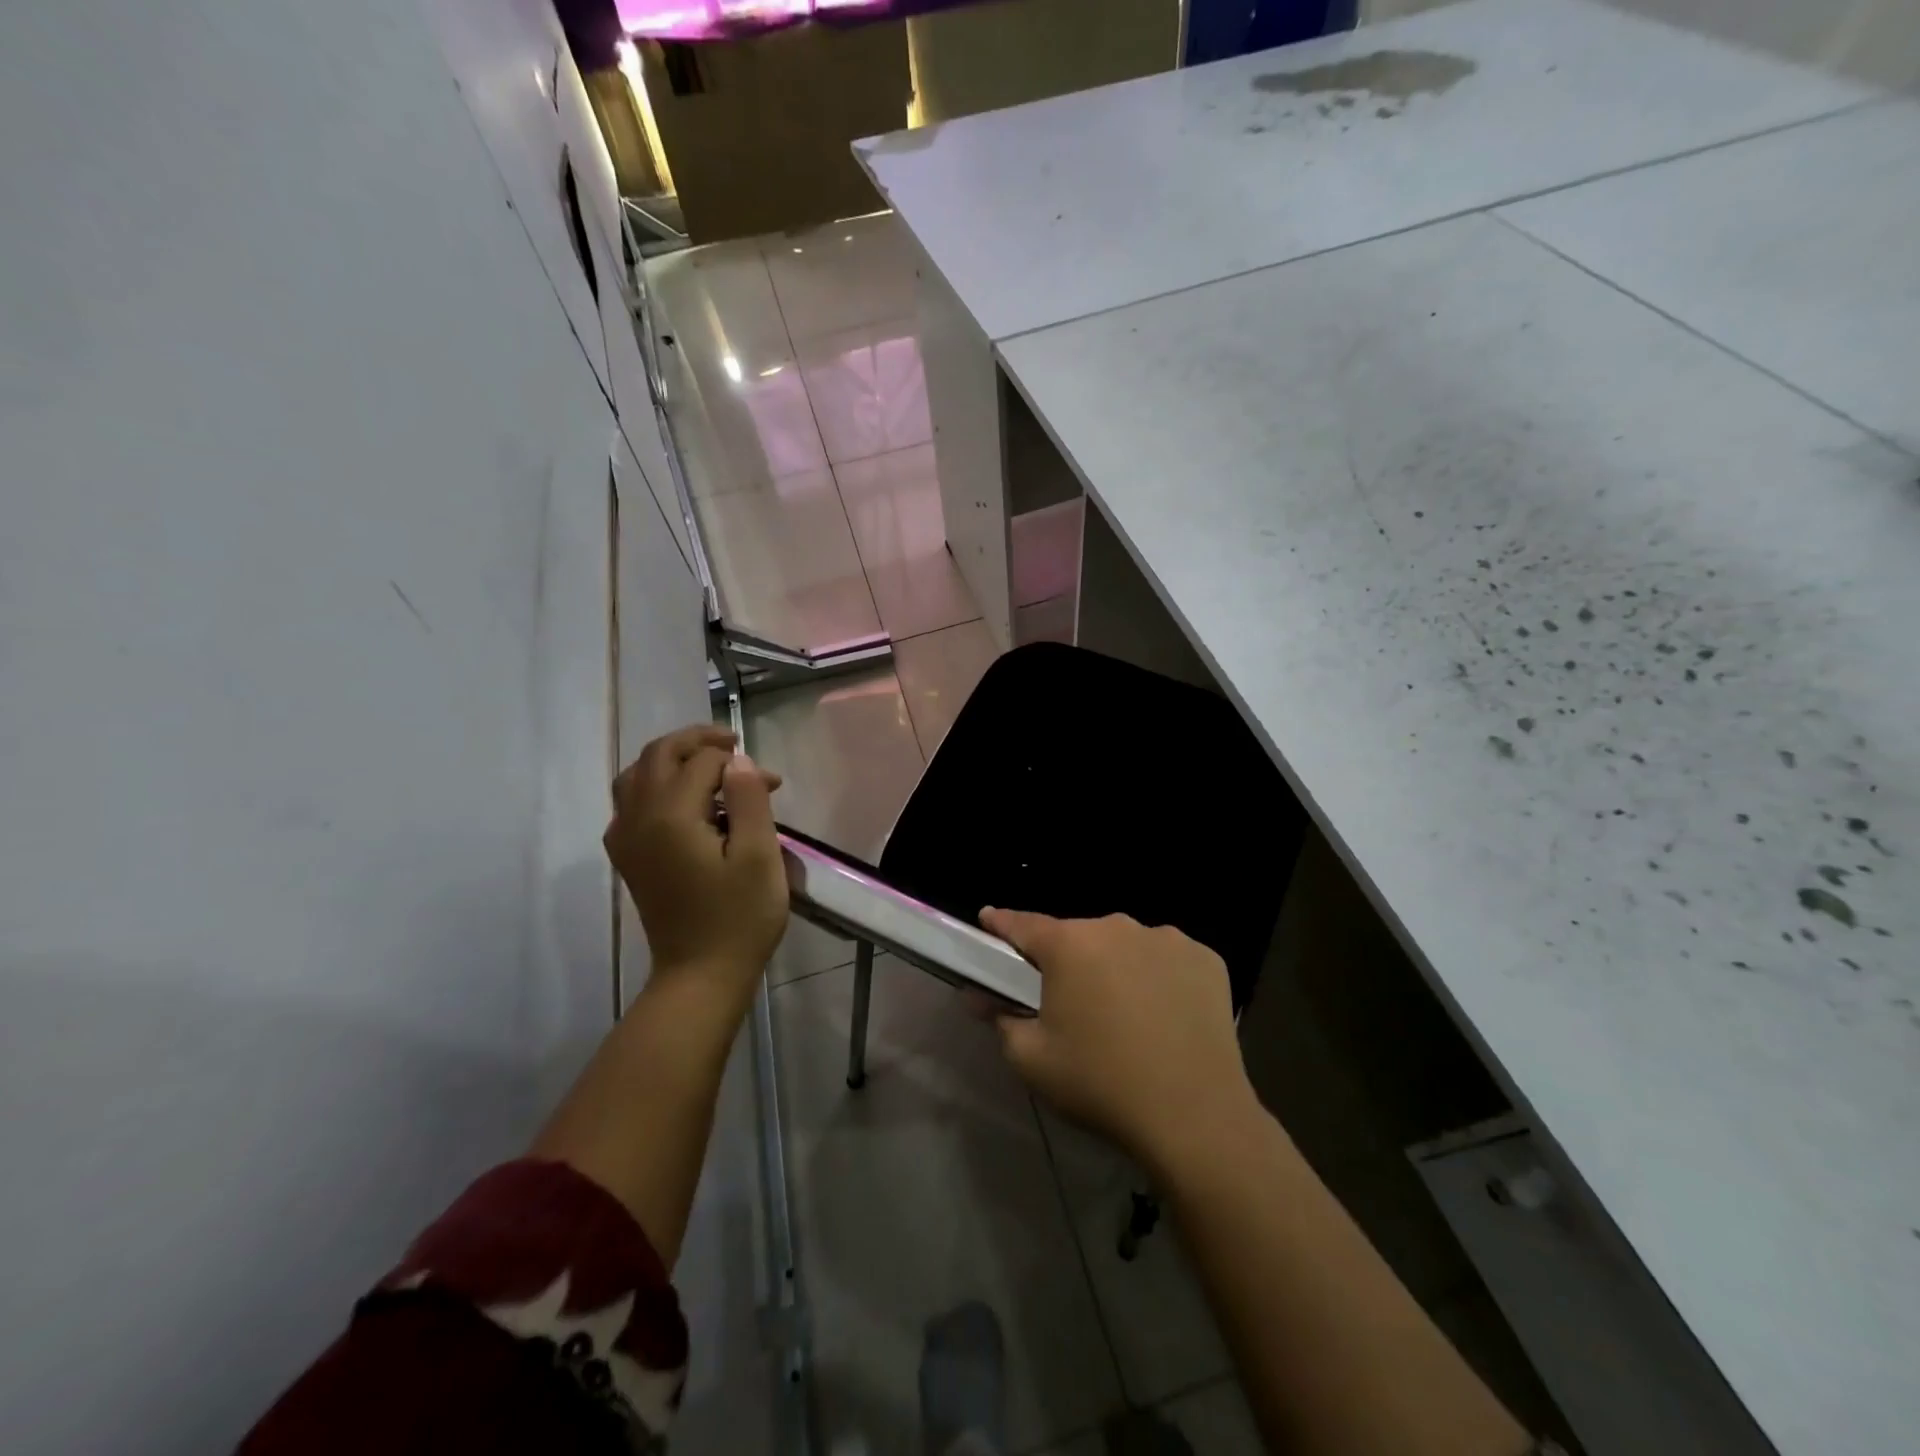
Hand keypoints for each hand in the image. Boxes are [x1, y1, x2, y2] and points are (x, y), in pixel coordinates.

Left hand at [605, 725, 787, 1011]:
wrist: (700, 976)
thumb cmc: (739, 918)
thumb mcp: (759, 856)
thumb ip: (748, 800)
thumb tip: (739, 761)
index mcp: (670, 816)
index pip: (702, 762)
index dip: (739, 763)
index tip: (773, 784)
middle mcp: (637, 818)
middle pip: (658, 755)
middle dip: (697, 741)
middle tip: (733, 744)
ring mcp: (626, 838)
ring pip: (636, 774)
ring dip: (671, 759)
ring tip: (707, 765)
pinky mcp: (627, 856)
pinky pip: (630, 801)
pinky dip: (654, 784)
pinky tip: (683, 802)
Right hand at [983, 909, 1259, 1173]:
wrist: (1195, 1117)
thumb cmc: (1101, 1084)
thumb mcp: (1033, 1060)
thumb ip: (999, 1019)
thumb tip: (980, 997)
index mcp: (1069, 944)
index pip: (1023, 924)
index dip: (1001, 924)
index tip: (989, 921)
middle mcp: (1117, 927)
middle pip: (1079, 937)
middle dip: (1068, 961)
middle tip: (1068, 1001)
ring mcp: (1167, 939)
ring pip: (1126, 946)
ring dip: (1116, 968)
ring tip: (1124, 1015)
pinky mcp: (1207, 959)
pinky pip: (1168, 960)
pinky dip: (1160, 978)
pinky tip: (1165, 1016)